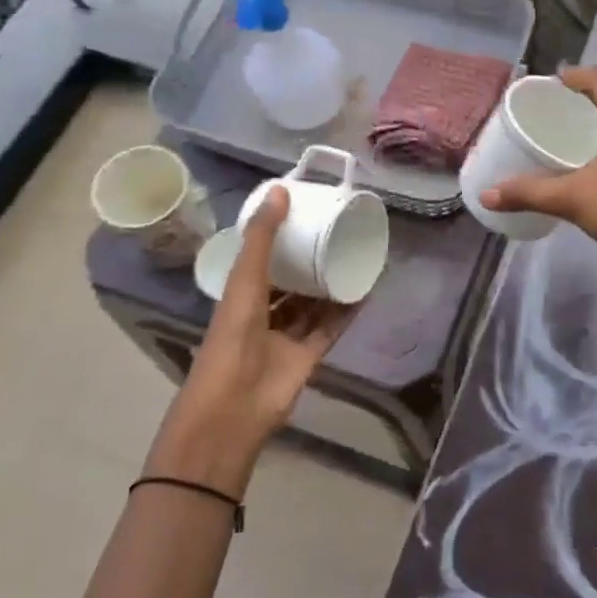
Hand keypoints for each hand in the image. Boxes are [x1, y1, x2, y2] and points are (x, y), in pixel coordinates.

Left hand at [146, 187, 353, 494]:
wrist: (235, 408)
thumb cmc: (232, 339)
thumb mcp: (245, 281)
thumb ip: (262, 238)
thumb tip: (280, 190)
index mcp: (241, 297)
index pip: (262, 262)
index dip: (279, 240)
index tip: (304, 216)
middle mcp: (263, 315)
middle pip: (290, 284)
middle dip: (309, 262)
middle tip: (336, 234)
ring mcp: (286, 338)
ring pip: (312, 306)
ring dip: (330, 285)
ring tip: (355, 258)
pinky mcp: (308, 357)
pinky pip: (329, 328)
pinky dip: (346, 311)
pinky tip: (364, 291)